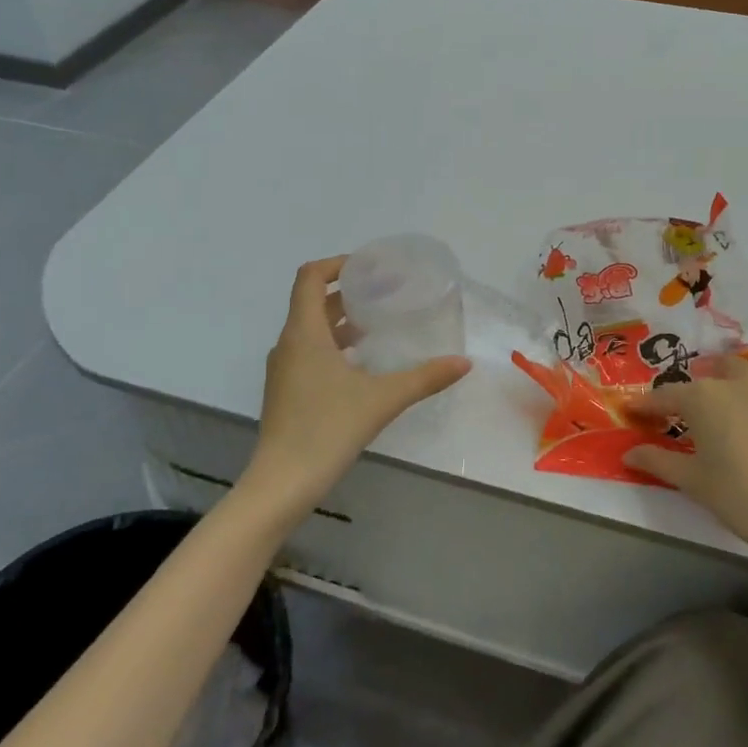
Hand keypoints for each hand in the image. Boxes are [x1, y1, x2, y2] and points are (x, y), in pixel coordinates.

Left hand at [243, 257, 470, 517]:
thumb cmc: (328, 429)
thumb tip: (464, 362)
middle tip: (384, 292)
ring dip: (340, 320)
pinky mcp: (285, 391)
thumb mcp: (382, 399)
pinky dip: (333, 345)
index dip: (337, 264)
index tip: (370, 267)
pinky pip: (308, 352)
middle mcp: (288, 343)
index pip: (310, 277)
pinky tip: (360, 364)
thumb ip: (424, 378)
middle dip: (347, 292)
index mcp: (304, 333)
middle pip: (312, 301)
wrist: (283, 482)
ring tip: (376, 325)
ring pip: (310, 329)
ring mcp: (283, 369)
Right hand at [625, 357, 747, 564]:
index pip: (665, 396)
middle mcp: (732, 385)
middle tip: (675, 414)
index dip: (645, 406)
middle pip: (703, 376)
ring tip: (714, 394)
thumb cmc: (741, 496)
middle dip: (685, 389)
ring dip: (722, 373)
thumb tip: (629, 452)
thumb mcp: (693, 481)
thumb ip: (658, 461)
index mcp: (702, 399)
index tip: (631, 413)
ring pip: (740, 367)